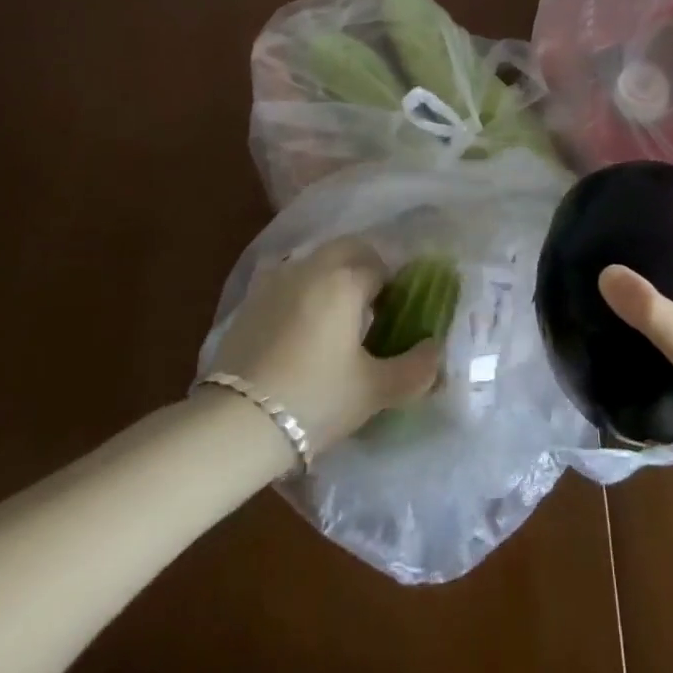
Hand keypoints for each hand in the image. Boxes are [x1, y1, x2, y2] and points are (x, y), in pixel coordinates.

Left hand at [208, 238, 441, 455]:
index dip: (394, 289)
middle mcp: (313, 266)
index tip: (395, 317)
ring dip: (331, 277)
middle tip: (371, 309)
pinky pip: (287, 280)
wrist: (236, 422)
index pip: (381, 267)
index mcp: (346, 279)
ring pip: (316, 261)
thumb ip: (414, 369)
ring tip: (335, 320)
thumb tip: (436, 351)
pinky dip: (301, 291)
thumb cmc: (315, 399)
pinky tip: (300, 328)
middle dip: (364, 268)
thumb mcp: (373, 391)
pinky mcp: (251, 299)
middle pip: (348, 250)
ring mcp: (277, 279)